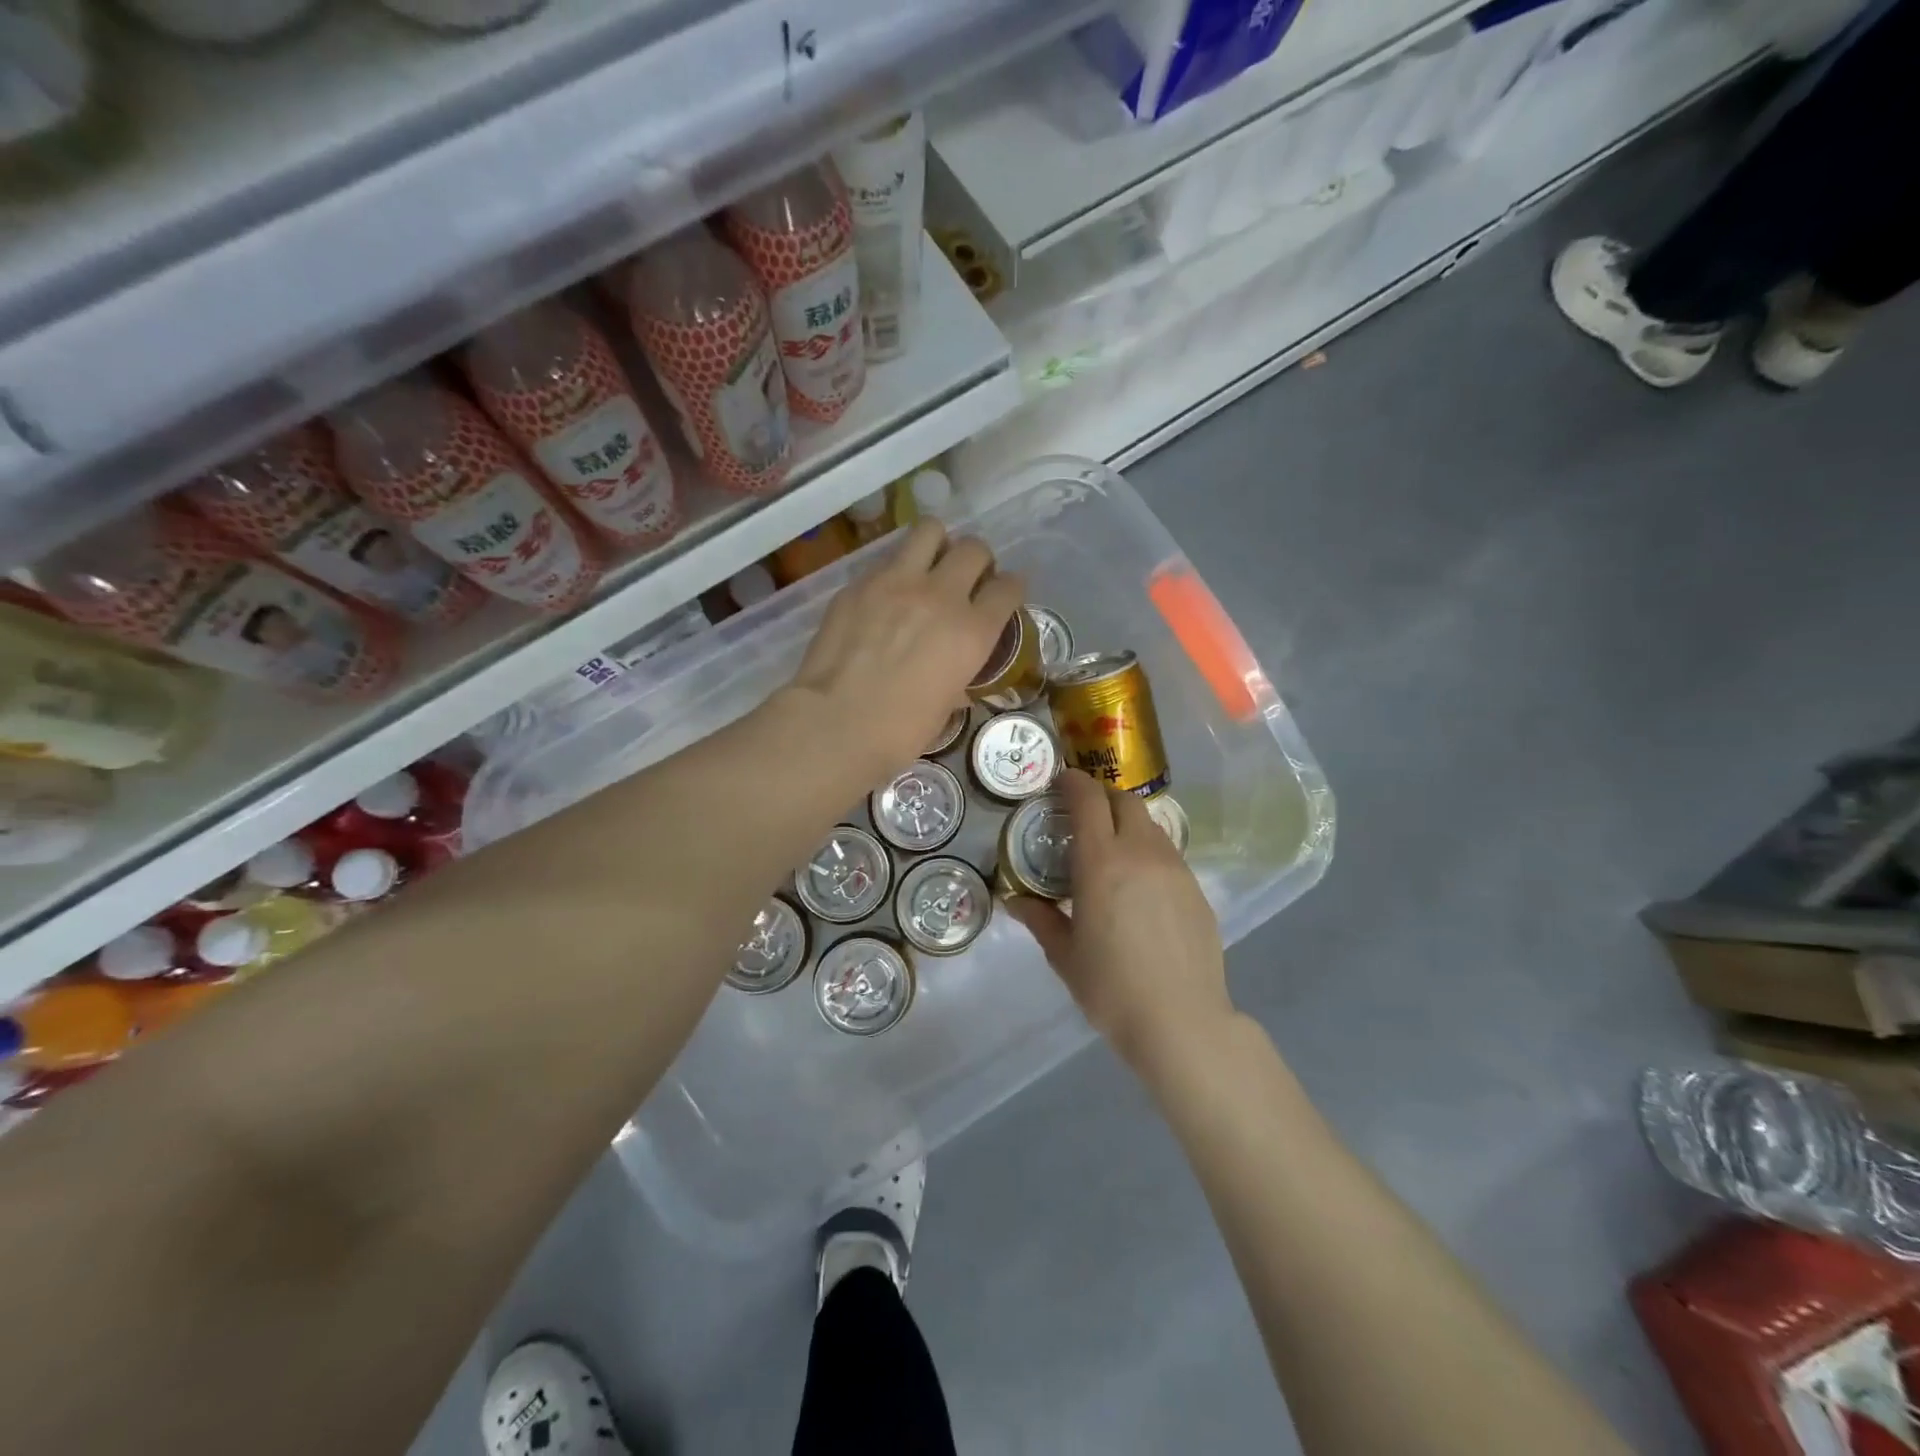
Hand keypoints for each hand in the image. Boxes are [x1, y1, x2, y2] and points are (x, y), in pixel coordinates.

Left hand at [783, 519, 1024, 781]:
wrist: (836, 723)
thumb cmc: (899, 732)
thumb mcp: (945, 707)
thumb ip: (958, 678)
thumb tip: (956, 679)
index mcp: (973, 631)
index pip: (1008, 588)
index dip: (1010, 589)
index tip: (1004, 595)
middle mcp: (942, 595)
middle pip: (975, 549)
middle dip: (977, 562)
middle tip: (965, 580)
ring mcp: (897, 582)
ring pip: (930, 530)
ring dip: (937, 545)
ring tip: (929, 566)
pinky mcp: (859, 583)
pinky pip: (887, 560)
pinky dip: (896, 569)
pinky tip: (886, 594)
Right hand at [1008, 770, 1232, 1079]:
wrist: (1182, 1021)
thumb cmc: (1112, 989)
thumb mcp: (1065, 956)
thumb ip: (1040, 920)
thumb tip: (1015, 901)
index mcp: (1102, 863)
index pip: (1088, 800)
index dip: (1073, 782)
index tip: (1061, 782)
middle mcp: (1141, 853)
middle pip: (1124, 801)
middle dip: (1102, 797)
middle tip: (1083, 815)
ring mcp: (1175, 868)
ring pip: (1150, 824)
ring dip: (1126, 823)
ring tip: (1111, 849)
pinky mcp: (1196, 888)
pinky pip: (1167, 852)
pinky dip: (1148, 850)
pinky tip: (1139, 884)